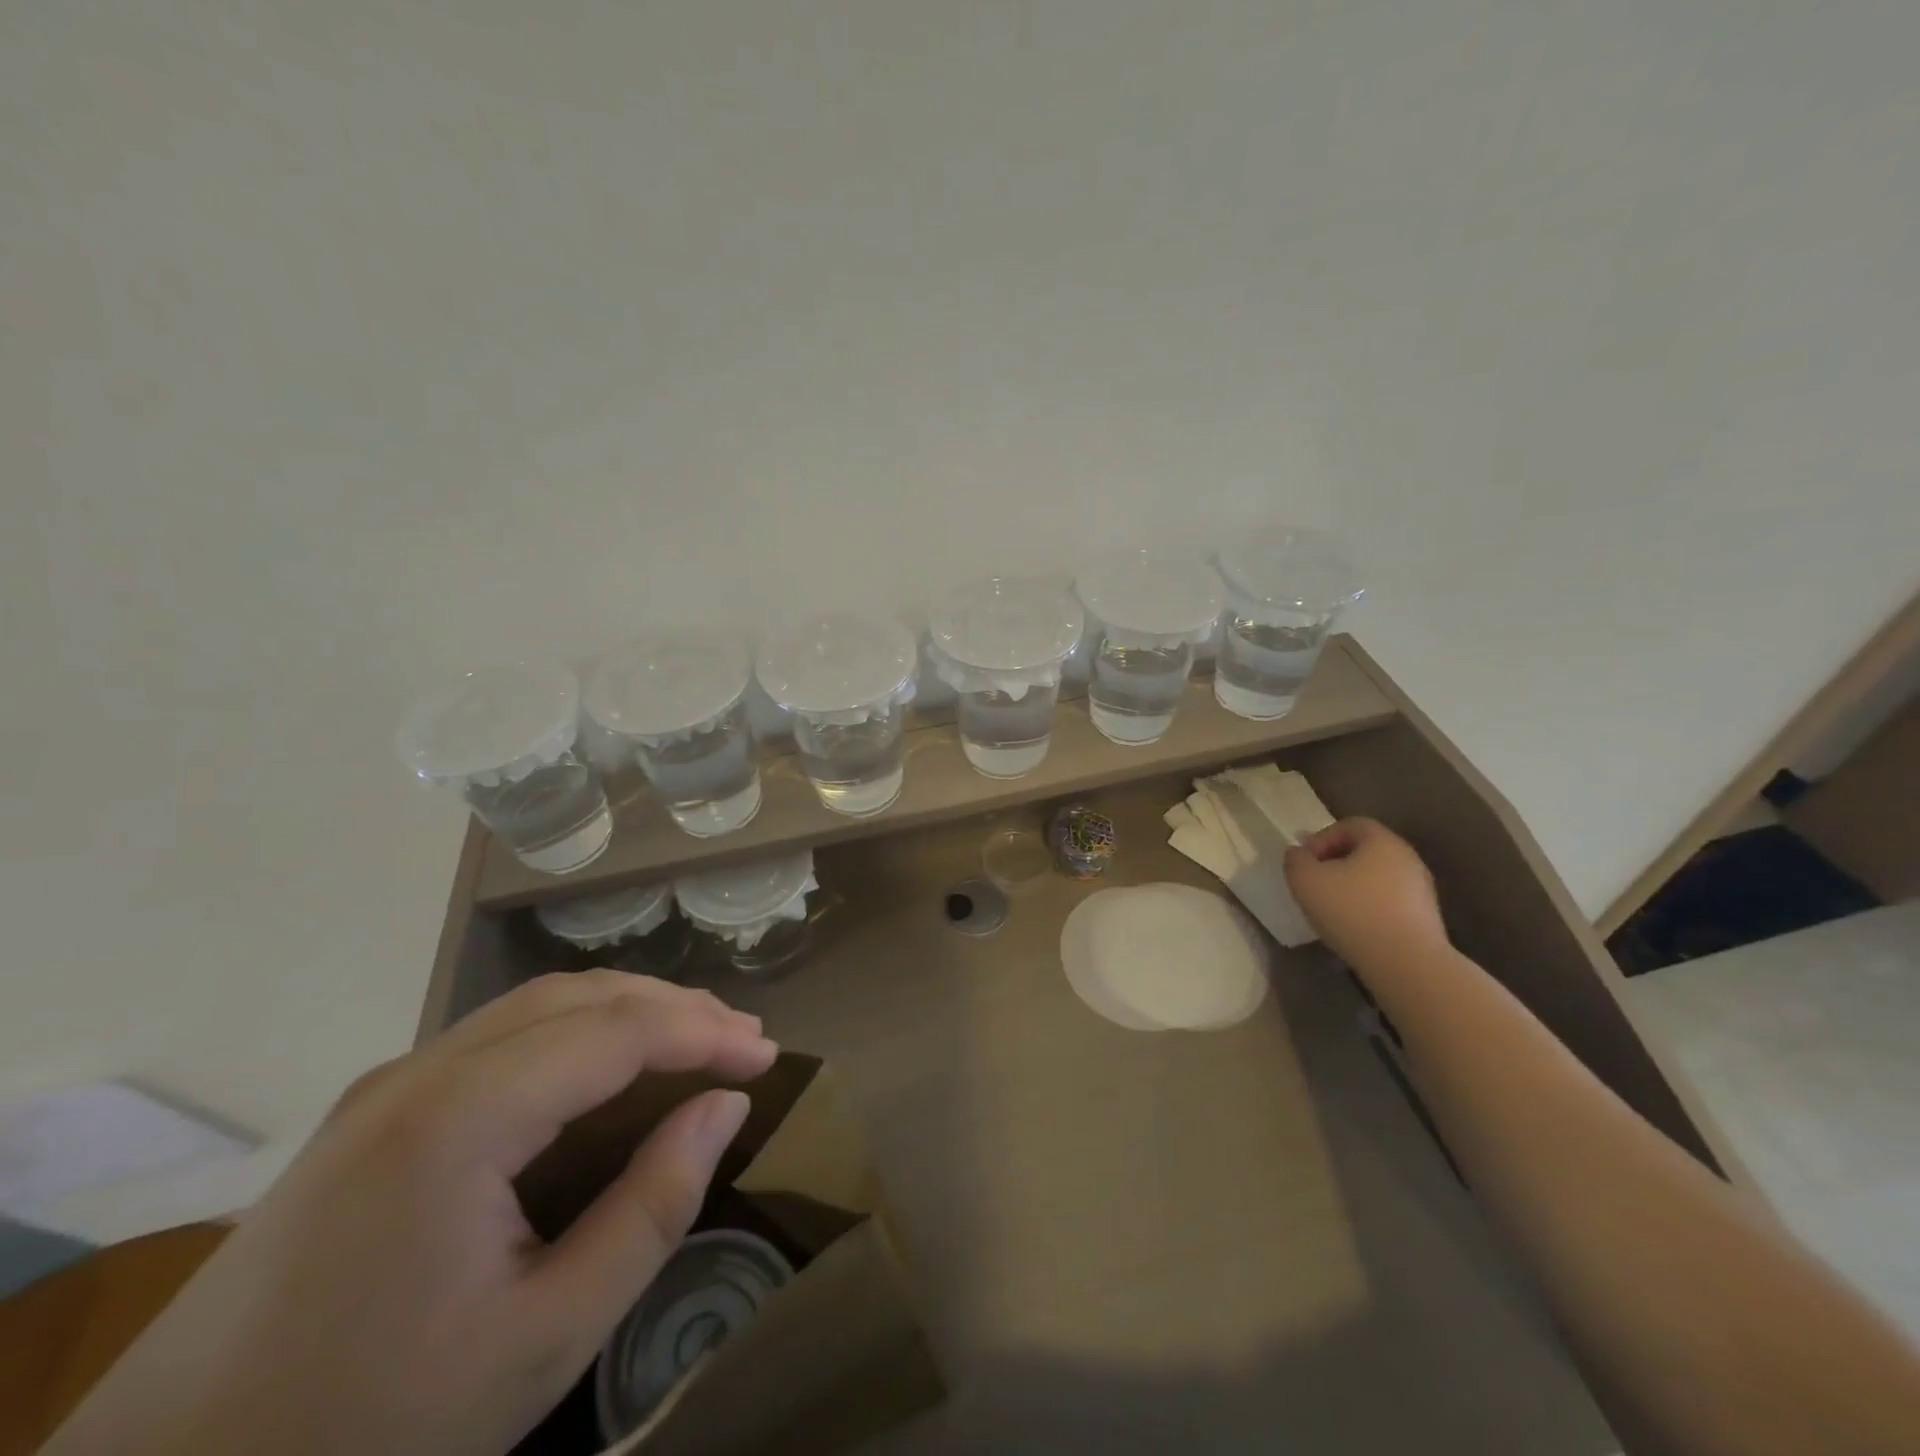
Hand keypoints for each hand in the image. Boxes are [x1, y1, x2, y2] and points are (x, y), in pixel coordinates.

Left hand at [46, 972, 778, 1455]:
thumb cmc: (369, 1433)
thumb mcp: (544, 1337)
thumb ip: (652, 1207)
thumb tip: (725, 1106)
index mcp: (462, 1116)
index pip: (618, 1031)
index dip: (705, 1032)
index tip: (769, 1055)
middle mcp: (425, 1071)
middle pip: (581, 996)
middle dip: (674, 1007)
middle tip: (743, 1040)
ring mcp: (390, 1084)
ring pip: (539, 1005)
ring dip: (627, 1010)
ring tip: (693, 1038)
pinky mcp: (372, 1110)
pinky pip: (500, 1036)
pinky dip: (576, 1032)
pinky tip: (604, 1066)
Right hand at [1283, 817, 1449, 970]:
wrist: (1406, 964)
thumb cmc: (1352, 911)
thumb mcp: (1305, 880)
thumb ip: (1295, 860)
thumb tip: (1299, 854)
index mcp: (1381, 841)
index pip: (1349, 825)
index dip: (1321, 838)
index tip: (1305, 862)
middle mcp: (1407, 858)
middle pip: (1365, 851)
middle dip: (1335, 863)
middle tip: (1314, 884)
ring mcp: (1421, 889)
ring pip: (1377, 878)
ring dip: (1352, 887)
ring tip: (1332, 910)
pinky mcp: (1426, 918)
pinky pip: (1389, 902)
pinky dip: (1369, 908)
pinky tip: (1355, 928)